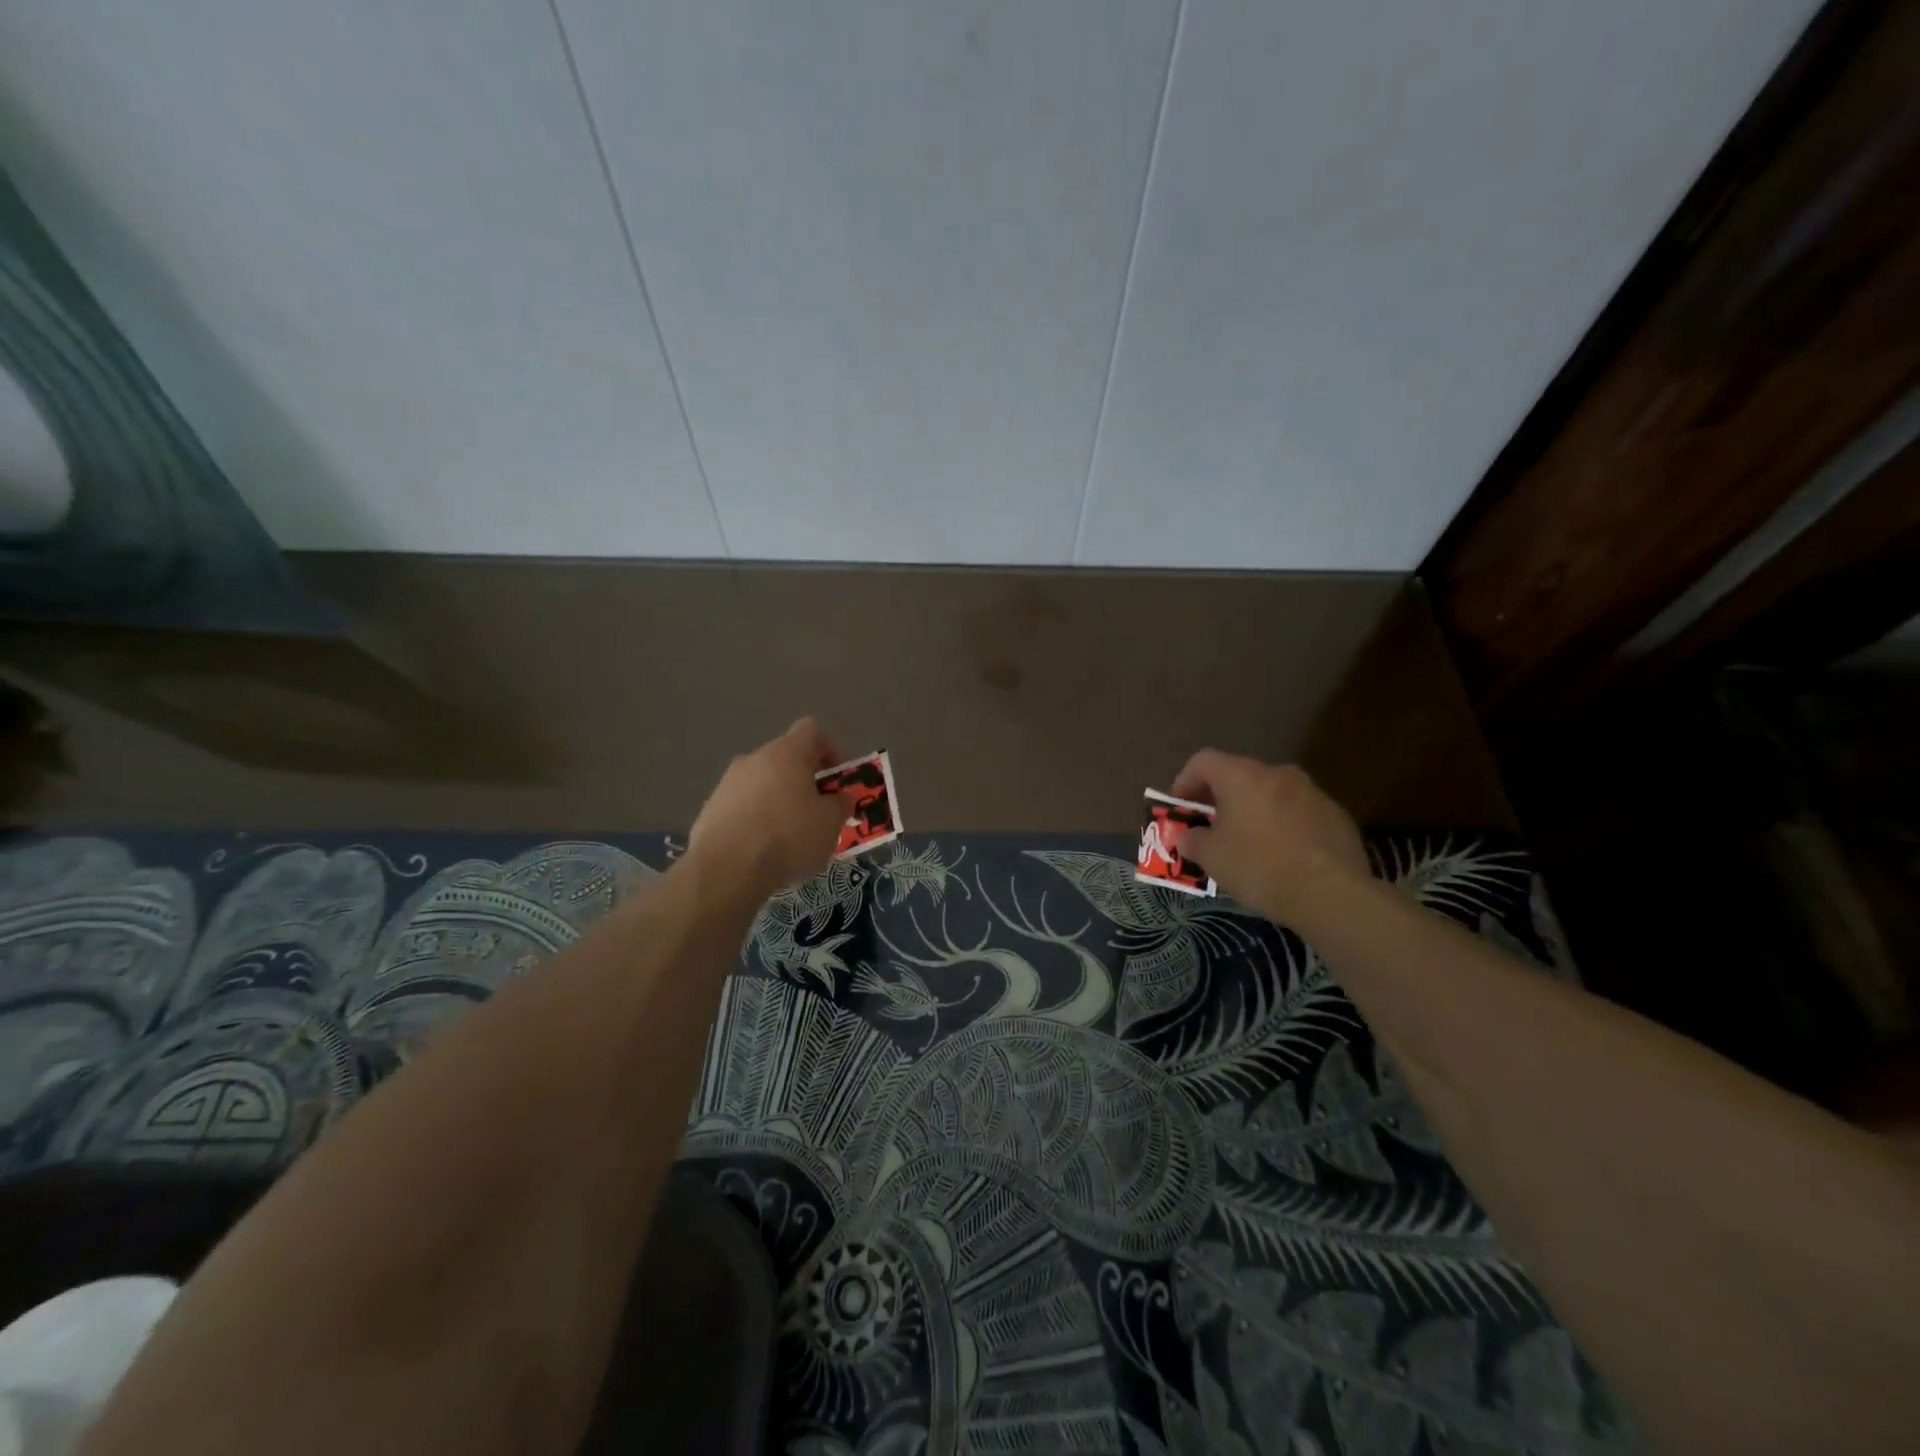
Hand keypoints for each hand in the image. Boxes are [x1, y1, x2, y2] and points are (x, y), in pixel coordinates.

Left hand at [687, 718, 852, 900]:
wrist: (725, 870)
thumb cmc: (788, 837)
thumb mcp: (830, 823)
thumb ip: (841, 804)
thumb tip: (841, 797)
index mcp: (786, 753)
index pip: (811, 730)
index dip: (830, 749)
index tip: (836, 779)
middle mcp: (754, 759)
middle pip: (786, 758)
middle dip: (804, 781)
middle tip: (817, 812)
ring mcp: (727, 783)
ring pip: (762, 783)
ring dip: (779, 801)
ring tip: (789, 837)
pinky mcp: (710, 809)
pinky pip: (742, 806)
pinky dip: (755, 820)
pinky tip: (761, 850)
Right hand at [1171, 749, 1369, 924]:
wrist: (1330, 894)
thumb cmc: (1259, 867)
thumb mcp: (1211, 858)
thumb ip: (1192, 840)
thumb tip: (1188, 837)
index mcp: (1242, 776)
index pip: (1203, 761)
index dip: (1185, 781)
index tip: (1180, 809)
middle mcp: (1278, 774)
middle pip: (1239, 775)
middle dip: (1221, 799)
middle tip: (1212, 827)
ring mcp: (1312, 792)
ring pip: (1272, 794)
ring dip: (1255, 811)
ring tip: (1249, 844)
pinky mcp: (1337, 816)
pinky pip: (1299, 813)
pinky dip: (1284, 826)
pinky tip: (1283, 856)